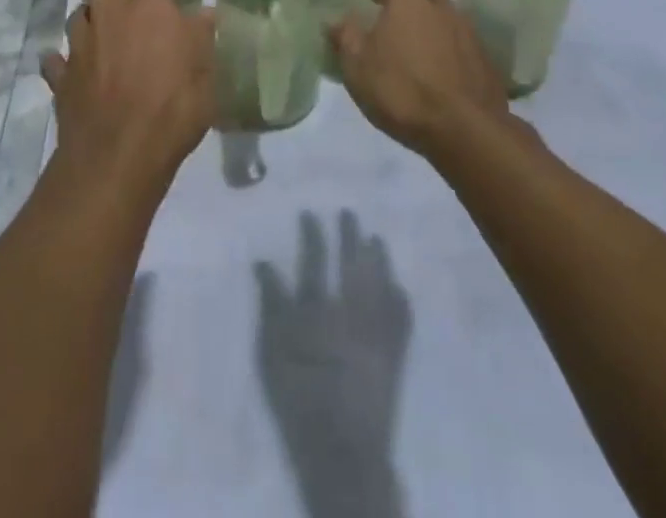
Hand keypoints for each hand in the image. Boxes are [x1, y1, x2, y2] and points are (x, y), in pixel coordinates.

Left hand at [45, 0, 215, 187]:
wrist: (119, 155)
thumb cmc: (173, 105)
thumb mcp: (205, 70)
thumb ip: (201, 35)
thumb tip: (203, 10)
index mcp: (146, 5)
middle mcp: (108, 13)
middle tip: (129, 13)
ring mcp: (79, 44)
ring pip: (77, 15)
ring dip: (89, 20)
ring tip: (103, 37)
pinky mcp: (61, 76)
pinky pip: (56, 58)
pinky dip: (64, 60)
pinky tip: (73, 69)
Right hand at [255, 212, 412, 517]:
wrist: (342, 454)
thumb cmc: (299, 400)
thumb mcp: (271, 353)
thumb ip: (270, 304)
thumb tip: (263, 261)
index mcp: (320, 311)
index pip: (315, 260)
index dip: (312, 234)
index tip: (310, 212)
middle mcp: (353, 313)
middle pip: (353, 264)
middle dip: (350, 235)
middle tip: (349, 212)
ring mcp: (378, 332)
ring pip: (381, 283)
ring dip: (378, 258)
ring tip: (376, 239)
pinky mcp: (396, 356)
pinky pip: (403, 318)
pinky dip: (401, 298)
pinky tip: (399, 286)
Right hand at [329, 0, 509, 159]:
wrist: (464, 130)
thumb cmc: (401, 90)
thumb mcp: (358, 67)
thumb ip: (345, 38)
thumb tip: (336, 20)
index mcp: (409, 3)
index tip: (373, 0)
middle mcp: (442, 9)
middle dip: (412, 10)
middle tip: (397, 32)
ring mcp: (470, 34)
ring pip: (448, 23)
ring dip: (435, 33)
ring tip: (421, 58)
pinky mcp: (488, 62)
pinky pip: (464, 50)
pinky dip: (453, 57)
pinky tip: (444, 80)